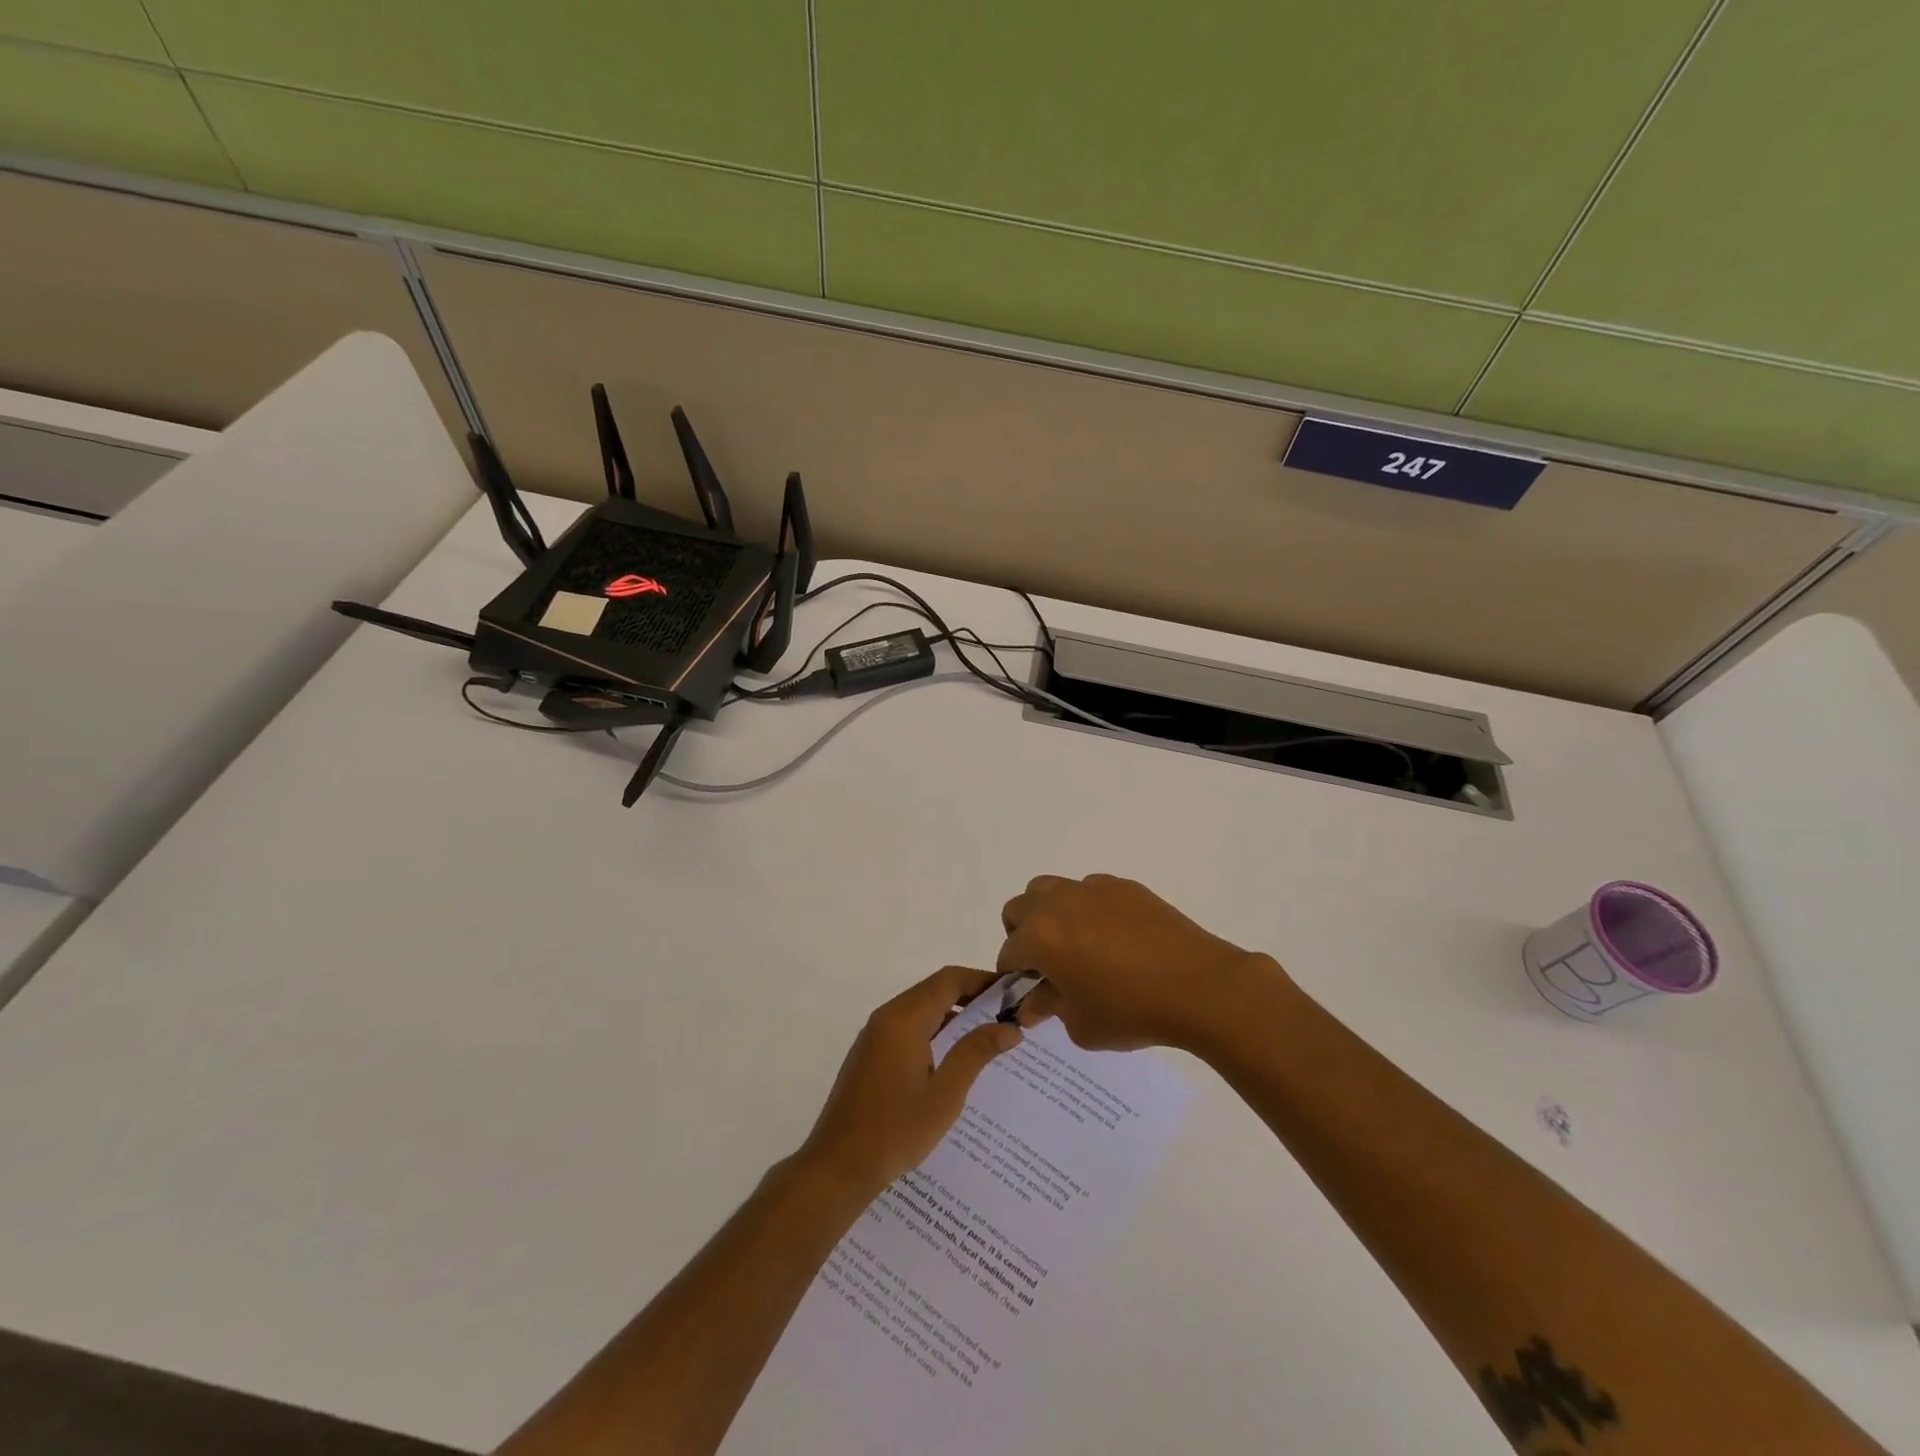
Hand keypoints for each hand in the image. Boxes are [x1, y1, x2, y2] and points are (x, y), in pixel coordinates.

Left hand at [796, 966, 1021, 1201]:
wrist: (837, 1166)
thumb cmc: (896, 1130)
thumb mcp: (945, 1094)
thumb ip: (975, 1053)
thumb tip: (1009, 1028)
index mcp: (905, 1019)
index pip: (949, 980)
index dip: (982, 980)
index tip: (1011, 992)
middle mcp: (887, 1016)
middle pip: (934, 989)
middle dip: (970, 995)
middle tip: (1005, 1013)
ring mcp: (874, 1034)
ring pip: (920, 1007)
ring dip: (952, 1013)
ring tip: (986, 1033)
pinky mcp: (869, 1053)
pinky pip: (907, 1026)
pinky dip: (933, 1028)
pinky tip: (952, 1056)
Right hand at [998, 874, 1280, 1051]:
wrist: (1200, 986)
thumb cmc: (1132, 1011)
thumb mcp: (1081, 1024)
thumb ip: (1049, 1007)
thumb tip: (1034, 1002)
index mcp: (1040, 936)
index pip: (1008, 953)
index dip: (1013, 977)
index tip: (1029, 994)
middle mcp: (1058, 902)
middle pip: (1019, 909)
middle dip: (1023, 936)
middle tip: (1048, 966)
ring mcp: (1092, 888)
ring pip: (1051, 890)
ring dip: (1050, 914)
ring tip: (1076, 945)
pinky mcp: (1123, 886)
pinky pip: (1090, 891)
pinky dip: (1088, 909)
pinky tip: (1114, 938)